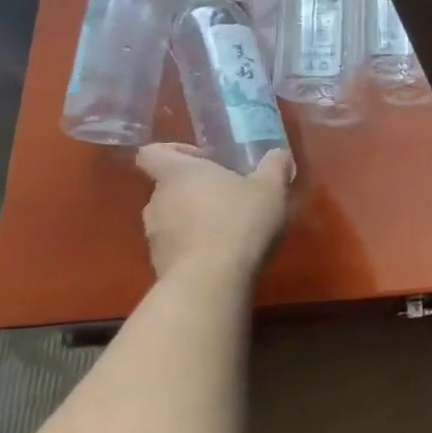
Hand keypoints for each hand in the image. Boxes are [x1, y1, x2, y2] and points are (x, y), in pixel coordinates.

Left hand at [136, 144, 292, 280]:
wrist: (212, 281)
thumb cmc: (240, 221)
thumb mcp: (270, 188)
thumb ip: (274, 166)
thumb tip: (279, 153)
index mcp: (179, 174)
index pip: (152, 153)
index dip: (174, 151)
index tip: (205, 158)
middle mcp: (158, 201)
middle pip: (167, 186)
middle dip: (195, 189)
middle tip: (229, 194)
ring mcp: (154, 236)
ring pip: (171, 218)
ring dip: (194, 218)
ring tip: (228, 227)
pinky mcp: (159, 265)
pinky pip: (175, 246)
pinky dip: (194, 246)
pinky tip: (223, 254)